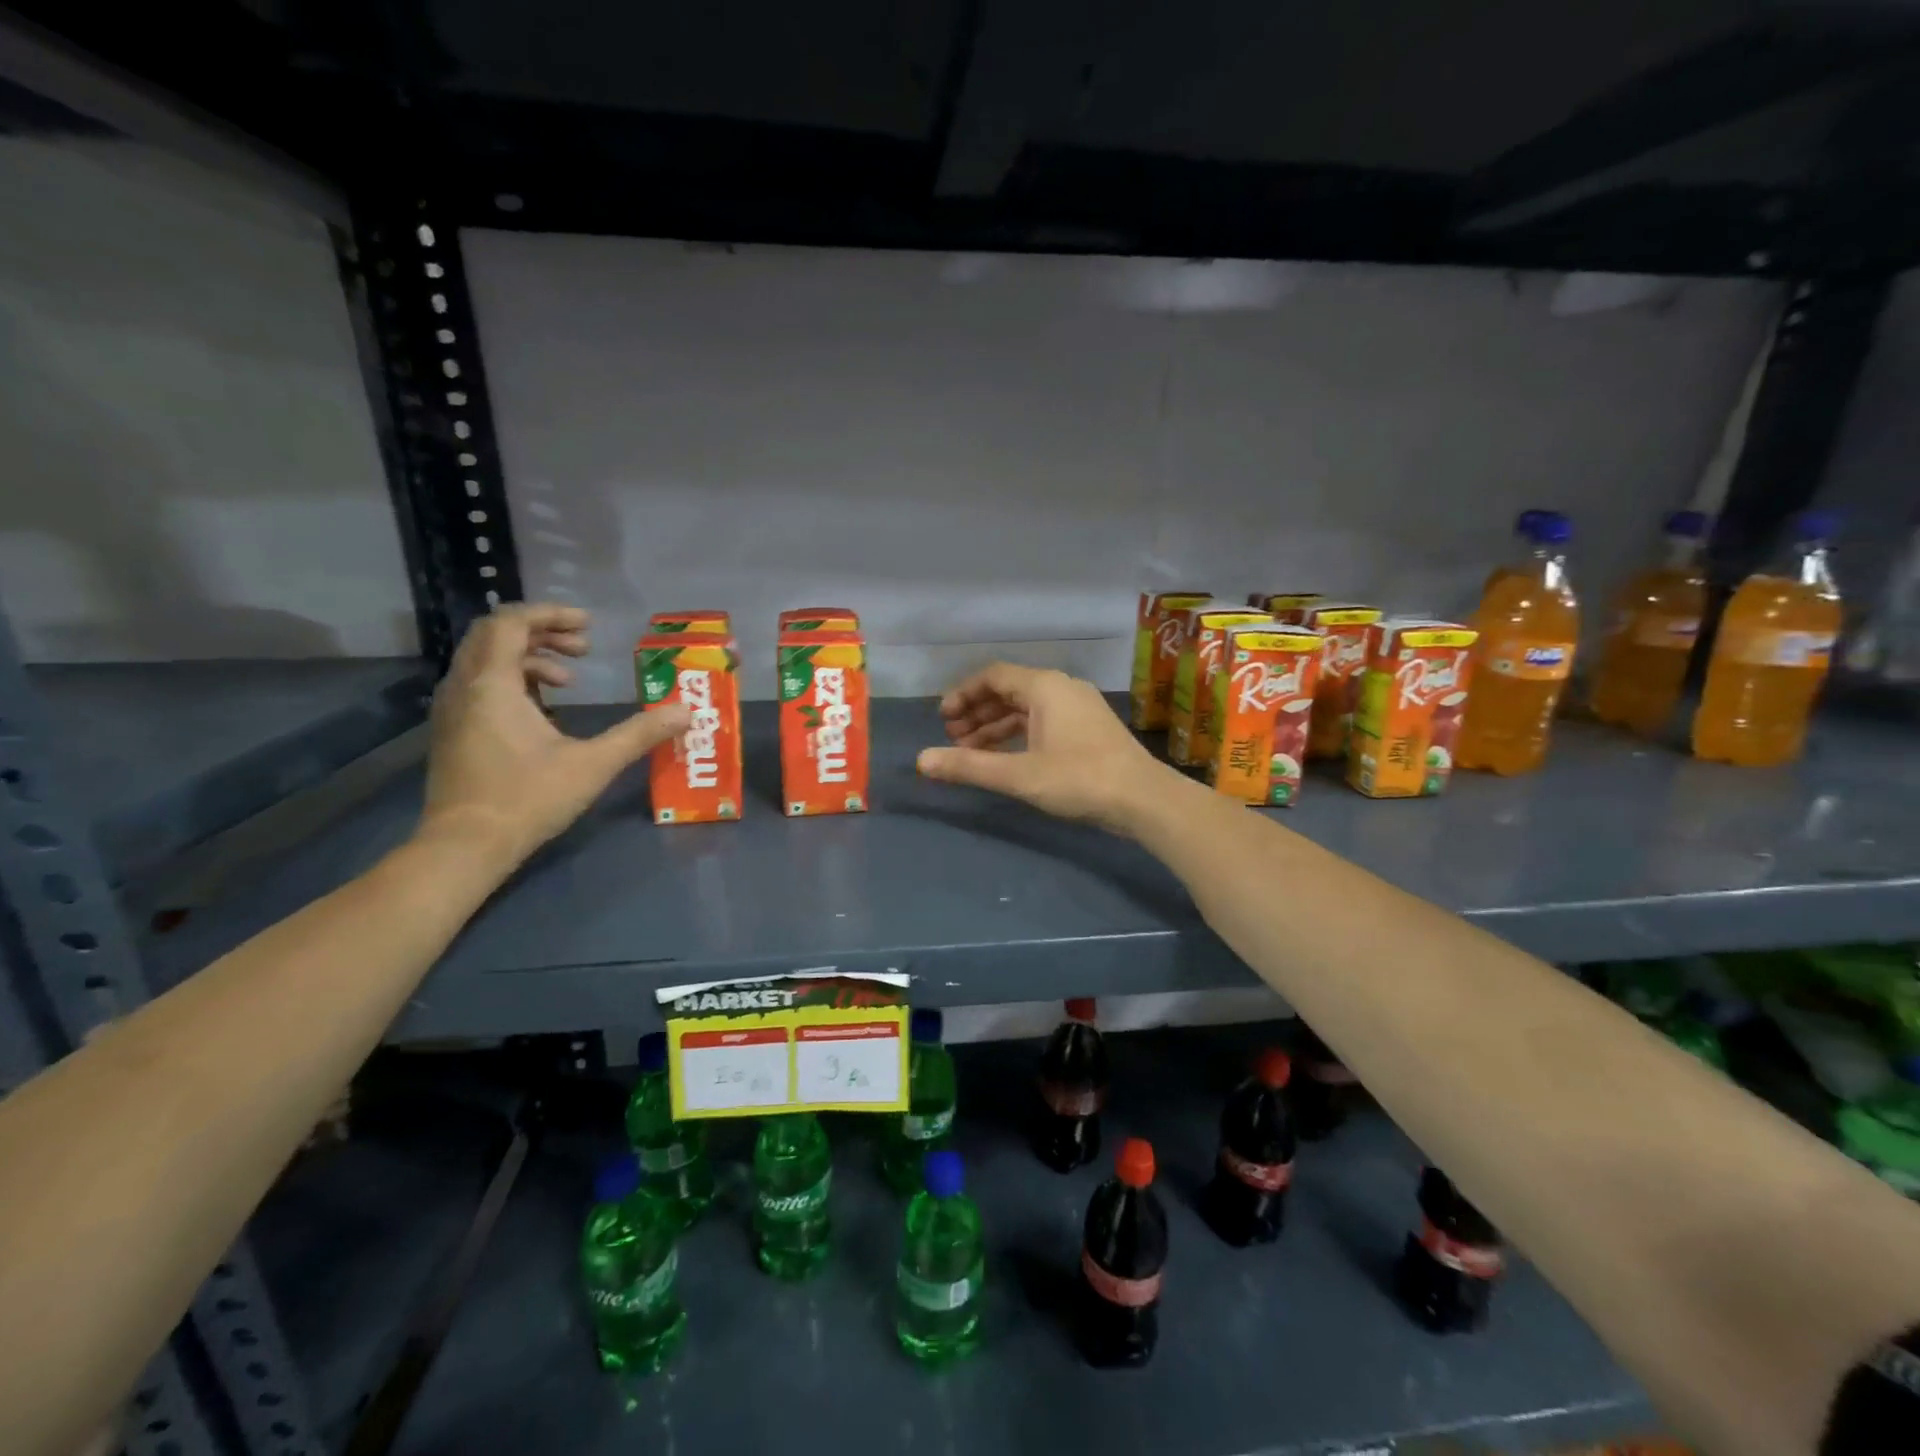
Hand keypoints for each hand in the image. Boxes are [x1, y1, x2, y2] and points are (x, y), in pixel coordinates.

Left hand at [420, 603, 689, 862]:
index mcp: (493, 684)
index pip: (511, 623)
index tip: (590, 627)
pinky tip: (546, 712)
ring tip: (571, 681)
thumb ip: (639, 733)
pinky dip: (514, 681)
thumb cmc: (527, 799)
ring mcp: (453, 710)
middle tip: (584, 649)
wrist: (464, 847)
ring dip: (531, 658)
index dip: (551, 615)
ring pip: (487, 659)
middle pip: (496, 635)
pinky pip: (481, 684)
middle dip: (543, 633)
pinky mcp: (454, 731)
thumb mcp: (593, 764)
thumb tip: (685, 712)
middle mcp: (464, 687)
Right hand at [916, 663, 1176, 833]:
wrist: (1143, 799)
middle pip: (1009, 690)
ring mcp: (1078, 707)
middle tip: (952, 738)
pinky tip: (1005, 757)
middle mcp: (1061, 688)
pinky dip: (1019, 735)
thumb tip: (920, 760)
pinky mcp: (1088, 728)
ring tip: (971, 752)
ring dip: (996, 726)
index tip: (942, 719)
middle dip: (977, 713)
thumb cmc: (1078, 779)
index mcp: (1044, 686)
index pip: (993, 676)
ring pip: (1027, 708)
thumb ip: (968, 767)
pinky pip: (1043, 721)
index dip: (963, 694)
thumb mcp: (1018, 775)